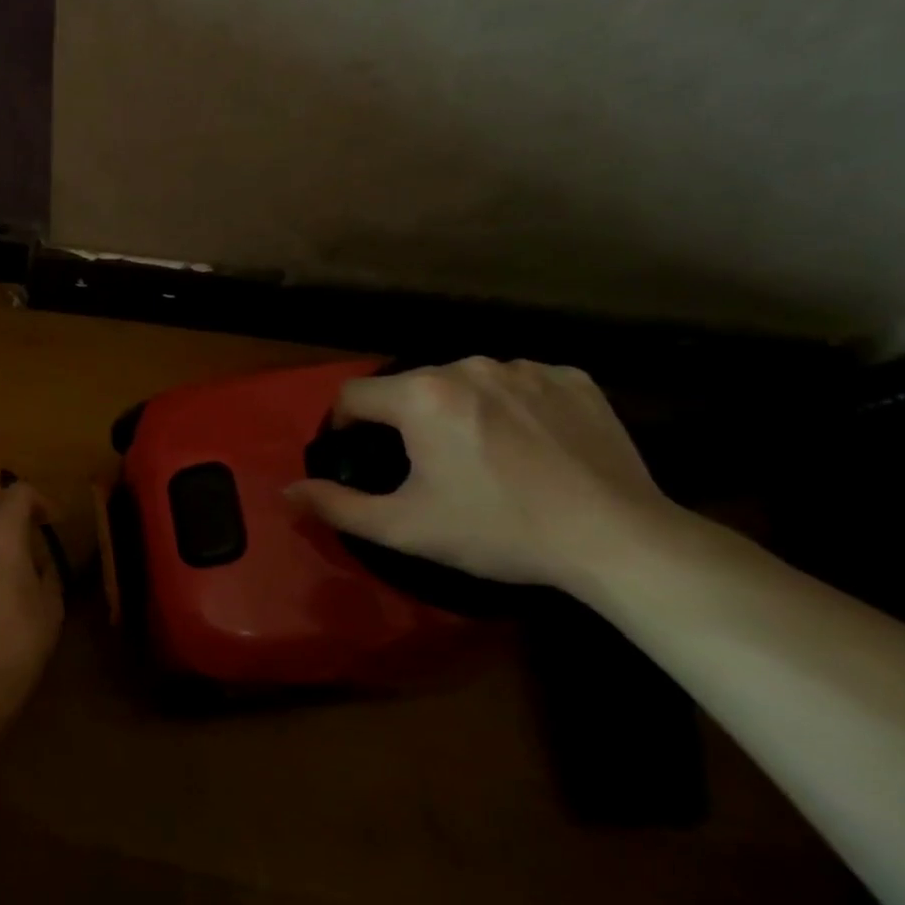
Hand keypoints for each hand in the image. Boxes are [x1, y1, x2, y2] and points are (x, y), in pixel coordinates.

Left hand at [0, 480, 66, 716]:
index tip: (53, 520)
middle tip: (20, 518)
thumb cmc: (22, 640)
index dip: (39, 498)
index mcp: (0, 538)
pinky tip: (0, 571)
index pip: (16, 492)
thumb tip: (38, 561)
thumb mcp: (50, 603)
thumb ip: (45, 570)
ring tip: (13, 547)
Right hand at [287, 357, 674, 589]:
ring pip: (463, 381)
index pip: (353, 395)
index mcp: (420, 395)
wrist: (616, 538)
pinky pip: (517, 383)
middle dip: (403, 419)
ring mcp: (524, 367)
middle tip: (423, 465)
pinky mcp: (571, 377)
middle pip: (408, 385)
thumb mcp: (404, 527)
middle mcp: (467, 366)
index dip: (344, 426)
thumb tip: (287, 491)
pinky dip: (509, 406)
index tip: (359, 455)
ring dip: (455, 409)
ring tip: (479, 454)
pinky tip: (527, 444)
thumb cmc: (497, 529)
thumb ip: (336, 505)